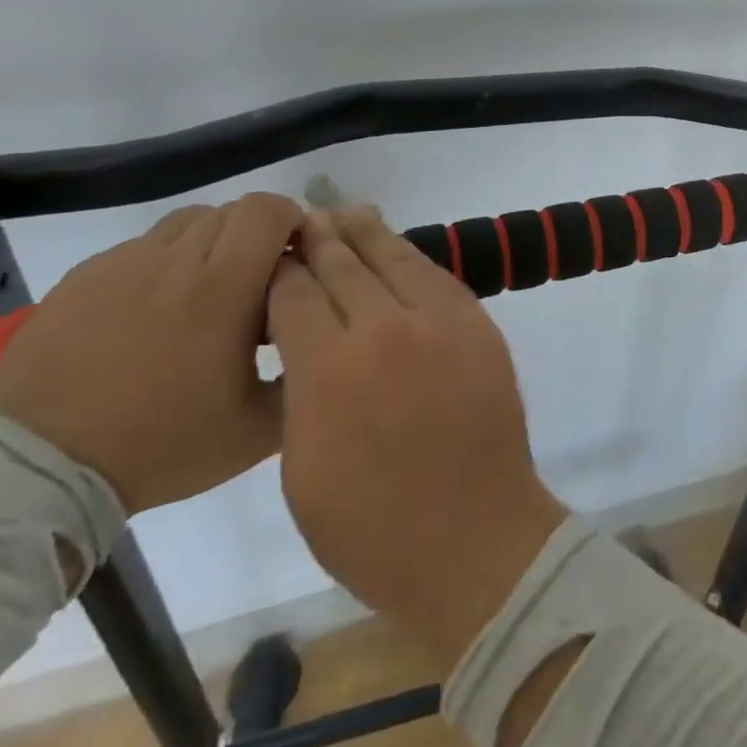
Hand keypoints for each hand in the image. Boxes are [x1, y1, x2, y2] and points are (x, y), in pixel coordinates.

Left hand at [0, 193, 303, 513]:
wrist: (45, 472)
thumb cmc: (164, 445)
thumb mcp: (257, 428)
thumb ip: (305, 374)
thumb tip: (325, 335)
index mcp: (223, 288)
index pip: (268, 211)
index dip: (291, 221)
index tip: (295, 257)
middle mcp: (174, 261)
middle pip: (231, 211)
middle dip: (255, 235)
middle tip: (254, 281)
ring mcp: (122, 265)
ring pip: (185, 222)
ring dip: (209, 243)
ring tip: (204, 290)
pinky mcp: (82, 278)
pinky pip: (139, 248)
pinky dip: (162, 264)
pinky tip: (153, 311)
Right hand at [267, 207, 567, 664]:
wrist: (474, 535)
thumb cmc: (371, 525)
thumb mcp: (301, 468)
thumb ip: (300, 391)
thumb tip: (305, 341)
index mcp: (330, 370)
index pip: (295, 295)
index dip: (279, 274)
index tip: (269, 261)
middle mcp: (386, 329)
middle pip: (343, 266)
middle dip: (318, 240)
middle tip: (302, 219)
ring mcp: (439, 321)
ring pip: (394, 258)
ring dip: (364, 233)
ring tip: (343, 211)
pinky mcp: (477, 323)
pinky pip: (435, 276)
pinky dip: (408, 257)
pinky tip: (394, 247)